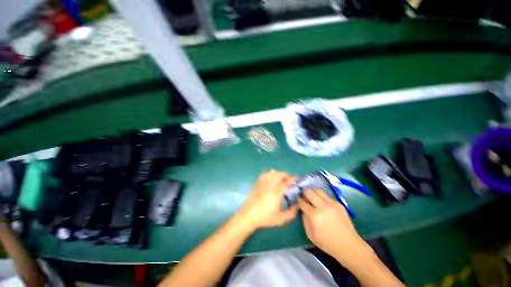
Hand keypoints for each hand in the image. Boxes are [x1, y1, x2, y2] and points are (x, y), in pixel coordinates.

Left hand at [238, 170, 298, 229]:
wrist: (248, 215)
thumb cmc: (264, 218)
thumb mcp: (280, 219)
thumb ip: (291, 213)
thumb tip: (297, 206)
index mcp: (276, 194)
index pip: (286, 182)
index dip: (293, 179)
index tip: (297, 178)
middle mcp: (270, 186)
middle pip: (279, 174)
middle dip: (286, 174)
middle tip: (289, 179)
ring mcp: (262, 183)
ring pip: (271, 173)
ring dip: (278, 173)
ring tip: (280, 178)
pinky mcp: (257, 183)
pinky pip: (264, 174)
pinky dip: (269, 174)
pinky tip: (271, 178)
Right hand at [298, 189, 367, 264]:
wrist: (348, 245)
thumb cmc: (327, 243)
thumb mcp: (310, 234)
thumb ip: (304, 219)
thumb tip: (303, 209)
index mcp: (314, 215)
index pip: (302, 202)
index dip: (298, 200)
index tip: (297, 199)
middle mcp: (322, 206)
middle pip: (309, 191)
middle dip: (304, 192)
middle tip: (304, 196)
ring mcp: (331, 203)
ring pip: (318, 190)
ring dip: (313, 192)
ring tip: (312, 197)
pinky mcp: (339, 203)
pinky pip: (327, 196)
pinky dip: (322, 198)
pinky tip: (323, 204)